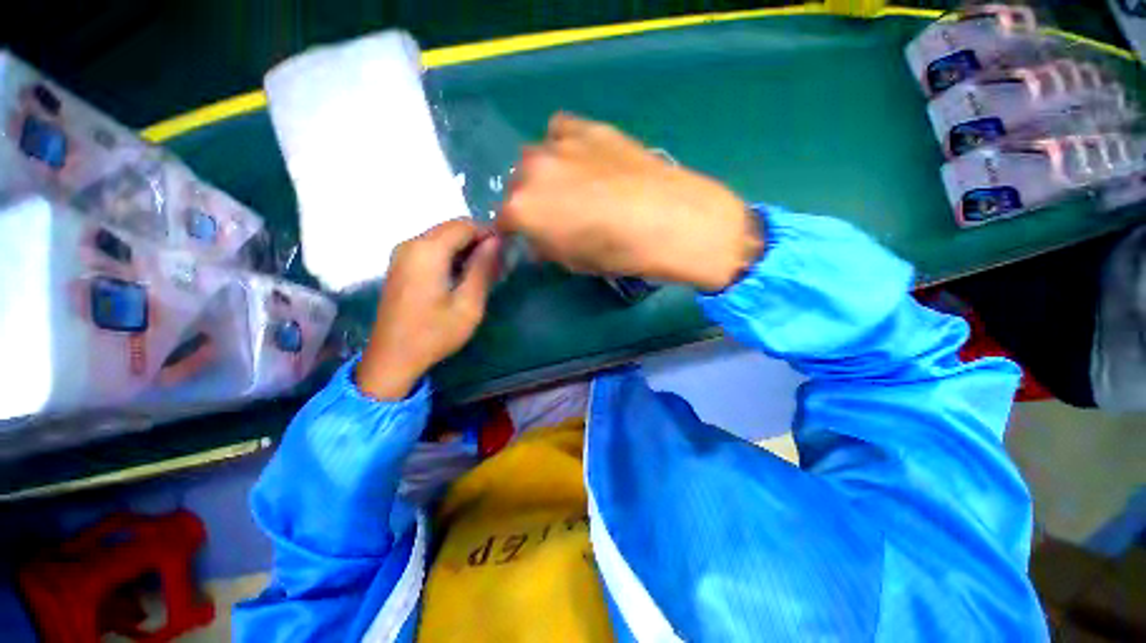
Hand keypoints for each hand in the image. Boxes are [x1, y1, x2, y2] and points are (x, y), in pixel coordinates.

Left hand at [356, 220, 500, 399]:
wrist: (393, 357)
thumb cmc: (435, 333)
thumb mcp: (468, 304)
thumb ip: (483, 268)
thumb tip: (496, 242)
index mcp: (427, 251)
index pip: (464, 225)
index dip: (489, 233)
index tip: (507, 250)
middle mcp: (411, 244)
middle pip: (451, 228)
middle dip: (477, 239)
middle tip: (497, 262)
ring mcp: (402, 254)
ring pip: (441, 237)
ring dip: (465, 247)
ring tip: (483, 270)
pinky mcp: (400, 265)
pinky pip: (431, 248)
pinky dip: (450, 254)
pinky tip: (462, 275)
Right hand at [497, 113, 763, 290]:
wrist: (667, 220)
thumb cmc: (617, 253)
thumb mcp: (574, 262)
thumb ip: (547, 247)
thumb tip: (539, 240)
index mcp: (522, 210)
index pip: (504, 221)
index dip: (518, 232)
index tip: (532, 238)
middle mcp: (531, 171)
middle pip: (517, 186)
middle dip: (531, 203)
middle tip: (556, 215)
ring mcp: (558, 144)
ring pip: (536, 157)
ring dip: (546, 174)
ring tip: (574, 186)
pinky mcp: (588, 127)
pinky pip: (561, 131)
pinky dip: (565, 145)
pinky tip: (584, 159)